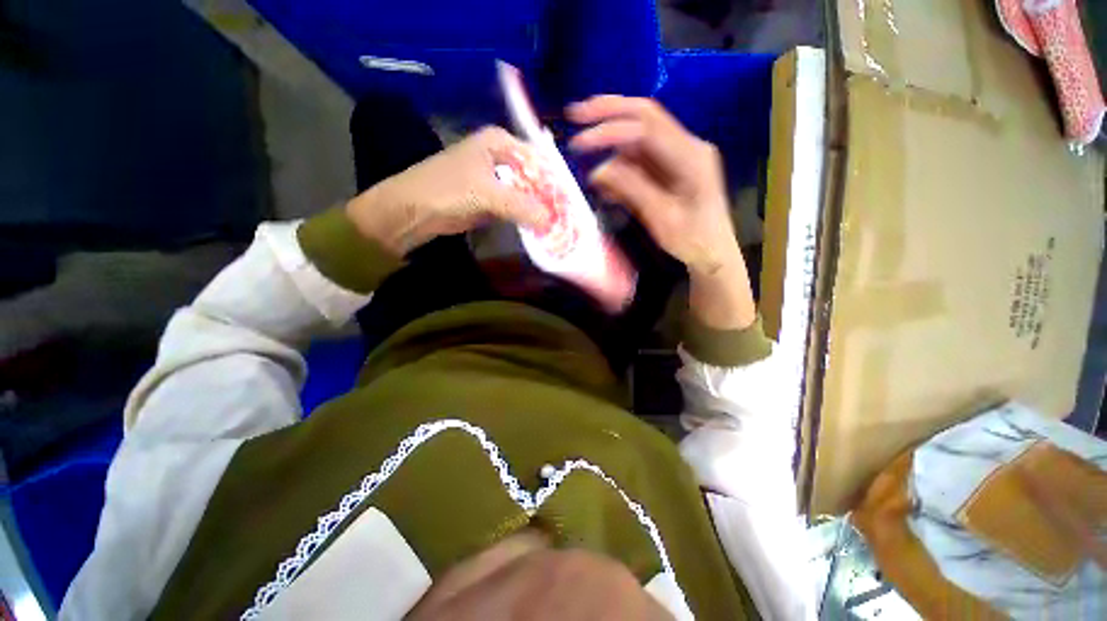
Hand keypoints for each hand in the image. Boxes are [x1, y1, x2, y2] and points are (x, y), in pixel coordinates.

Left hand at [346, 127, 547, 256]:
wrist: (412, 211)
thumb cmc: (447, 190)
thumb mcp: (488, 194)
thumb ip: (522, 206)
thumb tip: (552, 221)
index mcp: (499, 142)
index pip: (538, 159)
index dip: (554, 181)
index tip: (569, 203)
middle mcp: (499, 157)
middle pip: (533, 177)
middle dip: (548, 197)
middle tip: (566, 217)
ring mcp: (495, 180)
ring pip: (525, 193)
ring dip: (538, 210)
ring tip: (558, 225)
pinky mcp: (490, 201)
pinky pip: (515, 208)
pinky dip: (525, 218)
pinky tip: (539, 229)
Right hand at [568, 96, 755, 329]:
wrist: (713, 253)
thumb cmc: (692, 240)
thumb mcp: (661, 218)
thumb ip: (632, 189)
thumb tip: (598, 170)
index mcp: (691, 156)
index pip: (646, 129)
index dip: (610, 131)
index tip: (579, 142)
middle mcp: (687, 146)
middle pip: (645, 116)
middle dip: (608, 111)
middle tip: (576, 114)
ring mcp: (679, 155)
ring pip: (640, 134)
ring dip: (611, 139)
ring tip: (584, 148)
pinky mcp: (670, 167)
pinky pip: (641, 158)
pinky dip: (619, 163)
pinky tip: (604, 180)